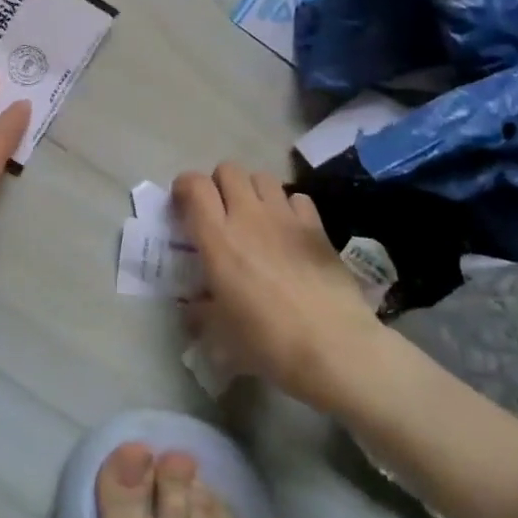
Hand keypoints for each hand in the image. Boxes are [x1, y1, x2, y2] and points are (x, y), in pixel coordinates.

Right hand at [174, 161, 384, 411]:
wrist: (334, 347)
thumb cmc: (268, 342)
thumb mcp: (220, 334)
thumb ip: (200, 313)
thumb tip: (192, 307)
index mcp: (218, 239)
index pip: (194, 185)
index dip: (184, 187)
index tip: (183, 206)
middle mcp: (248, 216)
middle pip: (228, 170)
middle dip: (219, 184)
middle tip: (220, 212)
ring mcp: (285, 217)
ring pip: (262, 176)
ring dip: (252, 190)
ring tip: (254, 216)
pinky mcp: (316, 225)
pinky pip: (296, 196)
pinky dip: (288, 206)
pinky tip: (288, 230)